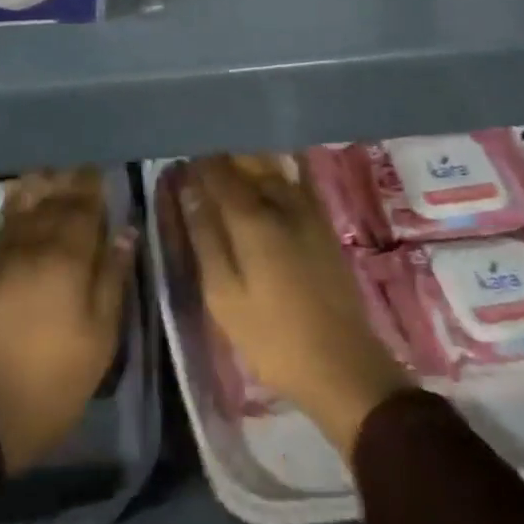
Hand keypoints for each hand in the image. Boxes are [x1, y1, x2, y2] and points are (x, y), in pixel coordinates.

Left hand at [0, 167, 135, 473]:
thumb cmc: (54, 380)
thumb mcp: (100, 338)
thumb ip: (113, 278)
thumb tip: (127, 231)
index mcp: (68, 258)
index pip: (84, 207)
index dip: (94, 187)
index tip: (104, 174)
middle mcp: (35, 245)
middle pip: (54, 200)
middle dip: (71, 182)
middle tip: (85, 173)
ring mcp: (5, 254)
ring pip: (25, 204)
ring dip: (42, 185)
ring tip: (56, 176)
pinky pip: (4, 221)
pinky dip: (16, 202)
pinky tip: (22, 196)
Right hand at [173, 154, 407, 457]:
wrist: (344, 367)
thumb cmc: (273, 337)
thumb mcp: (224, 296)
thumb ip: (205, 238)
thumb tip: (188, 192)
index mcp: (252, 218)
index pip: (217, 172)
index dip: (196, 163)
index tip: (179, 161)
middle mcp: (281, 202)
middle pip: (247, 161)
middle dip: (221, 155)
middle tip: (199, 162)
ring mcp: (308, 210)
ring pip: (273, 167)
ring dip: (247, 159)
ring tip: (226, 164)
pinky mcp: (323, 223)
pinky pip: (296, 181)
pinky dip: (278, 171)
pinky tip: (268, 173)